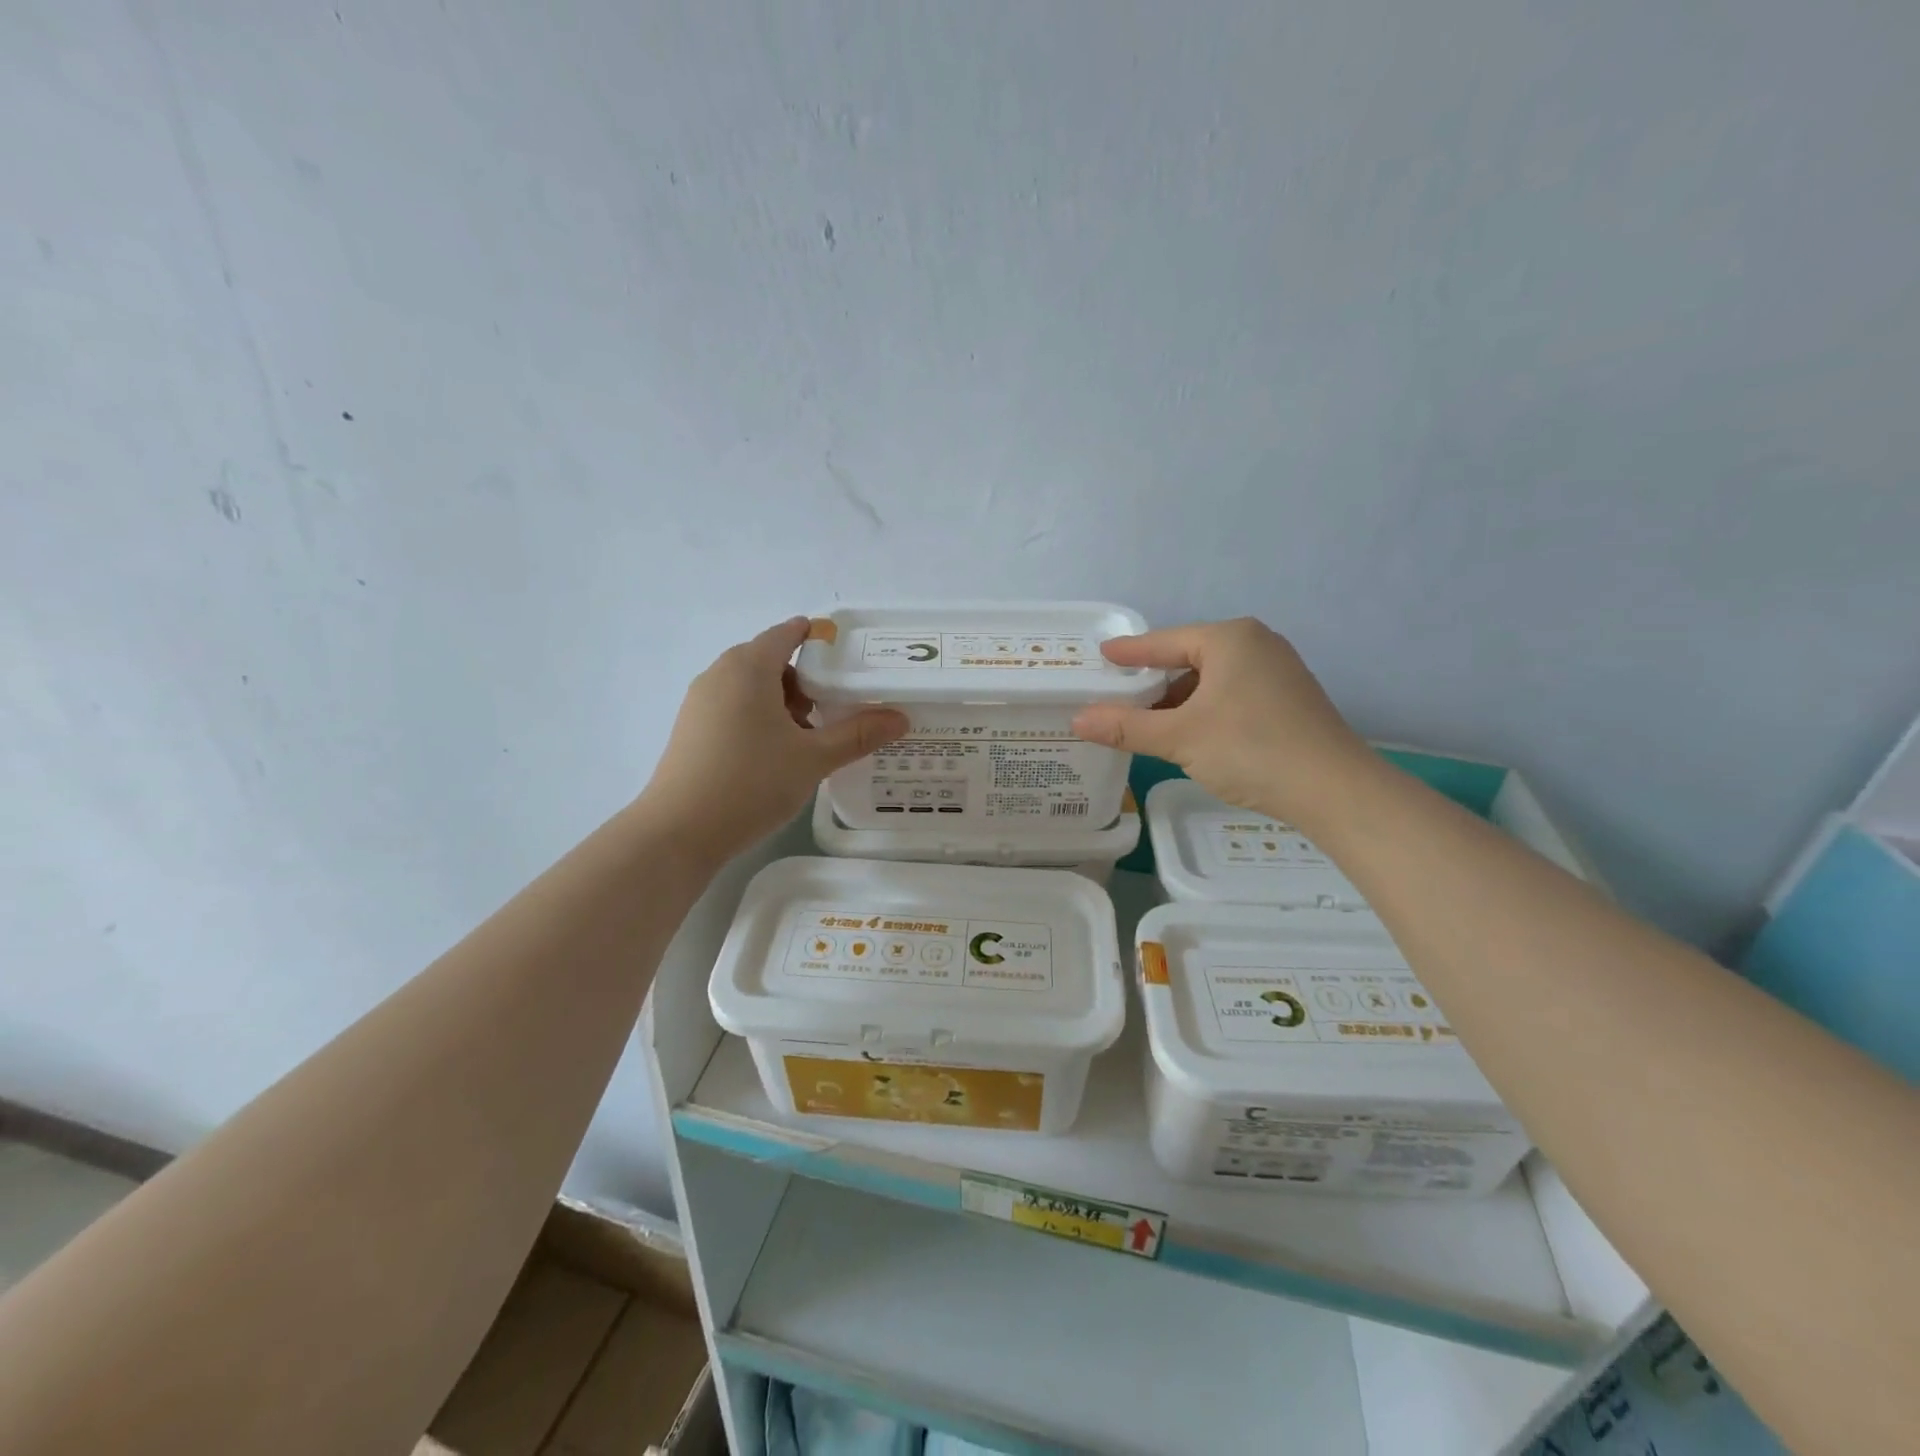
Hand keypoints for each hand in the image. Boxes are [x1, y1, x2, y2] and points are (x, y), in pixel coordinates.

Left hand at [642, 617, 907, 861]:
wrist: (679, 831)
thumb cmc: (751, 783)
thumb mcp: (813, 759)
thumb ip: (857, 734)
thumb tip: (900, 718)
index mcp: (749, 667)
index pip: (787, 634)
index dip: (819, 640)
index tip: (849, 660)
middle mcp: (720, 674)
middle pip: (771, 661)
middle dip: (806, 681)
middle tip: (835, 710)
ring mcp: (700, 702)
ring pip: (751, 687)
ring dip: (783, 703)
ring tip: (808, 739)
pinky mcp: (691, 729)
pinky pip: (734, 707)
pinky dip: (760, 718)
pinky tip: (775, 756)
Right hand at [1071, 618, 1372, 826]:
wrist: (1334, 790)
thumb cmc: (1251, 749)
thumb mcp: (1180, 737)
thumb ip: (1126, 726)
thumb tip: (1078, 719)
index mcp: (1230, 639)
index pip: (1165, 641)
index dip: (1129, 652)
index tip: (1102, 654)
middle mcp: (1256, 645)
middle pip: (1188, 660)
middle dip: (1154, 683)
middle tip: (1118, 698)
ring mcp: (1278, 672)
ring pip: (1211, 681)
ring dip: (1179, 702)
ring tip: (1148, 724)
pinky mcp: (1289, 700)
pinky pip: (1232, 695)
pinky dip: (1205, 711)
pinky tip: (1191, 736)